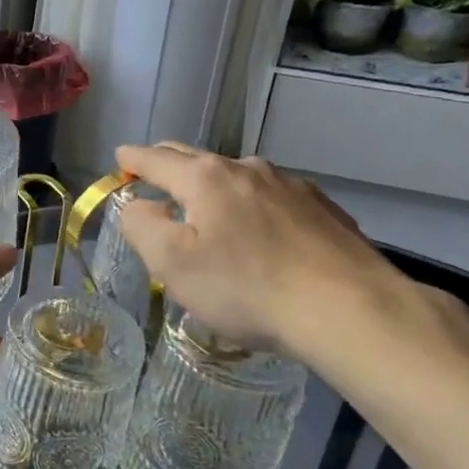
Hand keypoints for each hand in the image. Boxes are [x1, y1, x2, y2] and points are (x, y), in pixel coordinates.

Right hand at [112, 143, 405, 364]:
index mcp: (204, 178)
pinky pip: (272, 198)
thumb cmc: (246, 288)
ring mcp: (290, 185)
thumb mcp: (172, 263)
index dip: (131, 160)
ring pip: (237, 177)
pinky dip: (253, 206)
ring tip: (209, 212)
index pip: (154, 159)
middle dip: (168, 164)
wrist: (349, 310)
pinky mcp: (322, 208)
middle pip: (195, 158)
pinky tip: (262, 233)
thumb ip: (141, 226)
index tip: (120, 160)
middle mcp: (246, 169)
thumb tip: (138, 205)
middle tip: (153, 177)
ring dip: (214, 187)